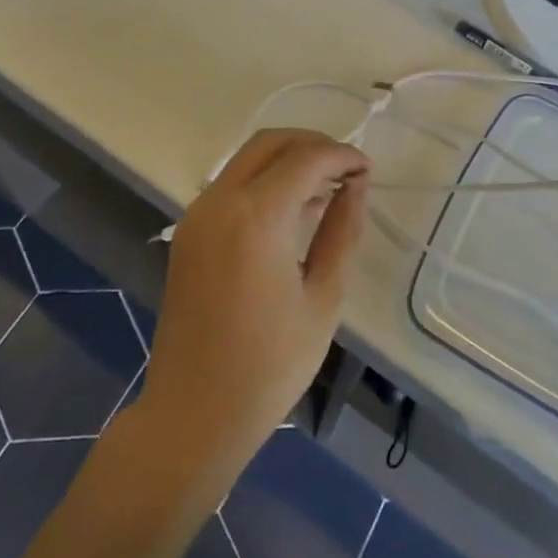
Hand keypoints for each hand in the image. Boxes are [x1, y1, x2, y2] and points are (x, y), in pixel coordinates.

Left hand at [139, 130, 368, 488]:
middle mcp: (220, 202)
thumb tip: (355, 186)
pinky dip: (265, 180)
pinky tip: (293, 210)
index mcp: (256, 217)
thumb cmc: (269, 365)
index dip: (342, 156)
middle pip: (271, 143)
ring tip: (328, 189)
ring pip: (248, 159)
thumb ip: (342, 231)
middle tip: (348, 170)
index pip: (306, 158)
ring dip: (288, 160)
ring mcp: (197, 216)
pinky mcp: (188, 233)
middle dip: (314, 145)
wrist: (193, 415)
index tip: (368, 171)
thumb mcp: (324, 297)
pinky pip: (232, 185)